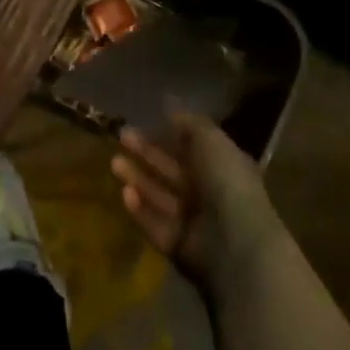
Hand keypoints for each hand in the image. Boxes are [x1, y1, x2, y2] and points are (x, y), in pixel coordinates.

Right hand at [112, 113, 287, 303]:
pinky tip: (124, 193)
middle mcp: (208, 192)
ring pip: (160, 195)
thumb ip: (188, 122)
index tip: (143, 120)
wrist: (235, 242)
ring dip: (138, 179)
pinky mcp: (178, 246)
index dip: (168, 133)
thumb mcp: (210, 138)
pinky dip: (140, 210)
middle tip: (121, 136)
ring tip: (114, 163)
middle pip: (172, 170)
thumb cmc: (226, 181)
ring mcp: (193, 221)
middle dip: (147, 153)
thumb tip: (169, 103)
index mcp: (222, 165)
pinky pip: (155, 224)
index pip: (191, 146)